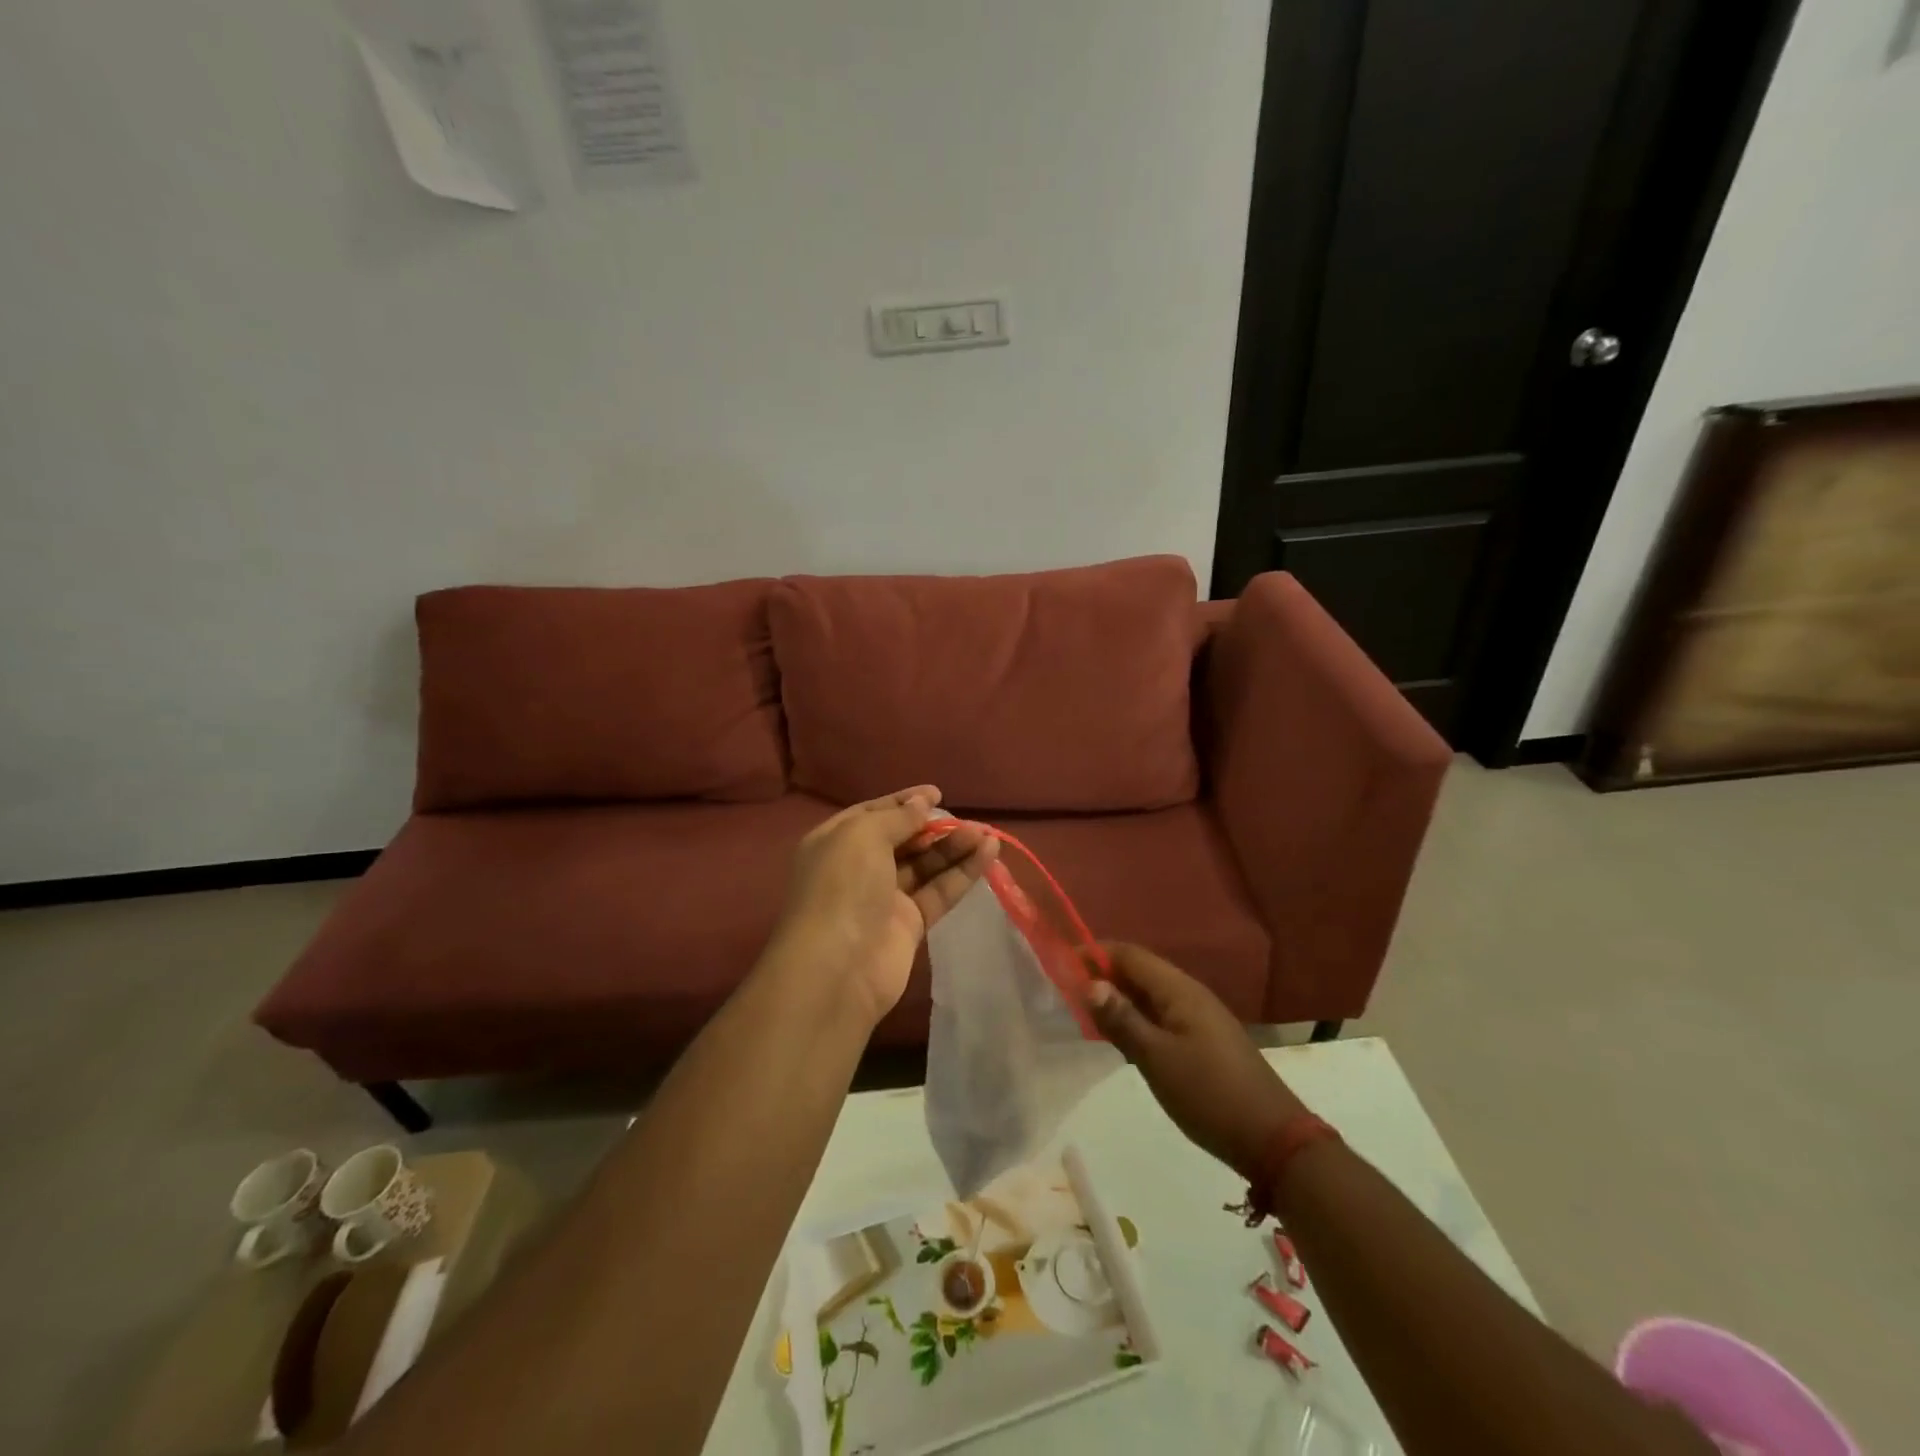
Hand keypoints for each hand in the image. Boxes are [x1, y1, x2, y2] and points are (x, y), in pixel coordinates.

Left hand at [767, 786, 997, 1026]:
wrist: (837, 968)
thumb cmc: (843, 887)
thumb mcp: (863, 835)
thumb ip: (897, 818)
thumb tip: (922, 804)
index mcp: (836, 842)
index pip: (873, 813)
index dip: (904, 802)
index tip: (937, 794)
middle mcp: (858, 868)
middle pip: (903, 840)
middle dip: (935, 827)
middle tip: (969, 820)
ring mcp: (884, 898)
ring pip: (925, 866)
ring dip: (955, 848)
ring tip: (987, 833)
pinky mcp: (909, 925)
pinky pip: (939, 892)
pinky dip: (963, 873)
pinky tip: (988, 853)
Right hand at [1087, 943, 1305, 1181]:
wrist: (1272, 1138)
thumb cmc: (1208, 1093)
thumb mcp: (1156, 1058)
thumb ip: (1121, 1020)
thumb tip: (1089, 984)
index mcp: (1179, 990)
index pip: (1129, 954)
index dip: (1095, 953)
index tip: (1061, 964)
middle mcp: (1190, 994)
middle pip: (1140, 970)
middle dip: (1104, 975)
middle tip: (1067, 992)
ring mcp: (1200, 1017)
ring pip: (1150, 994)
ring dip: (1120, 998)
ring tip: (1086, 1014)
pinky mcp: (1205, 1040)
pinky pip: (1162, 1015)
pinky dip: (1137, 1017)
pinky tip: (1122, 1037)